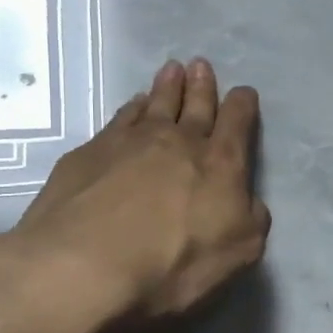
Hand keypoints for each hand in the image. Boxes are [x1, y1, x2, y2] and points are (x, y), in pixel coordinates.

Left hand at [0, 59, 269, 332]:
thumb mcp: (238, 251)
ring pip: (155, 105)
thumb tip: (246, 200)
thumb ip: (250, 218)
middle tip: (201, 65)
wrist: (82, 267)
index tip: (244, 92)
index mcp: (221, 164)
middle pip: (195, 106)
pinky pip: (118, 120)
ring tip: (172, 70)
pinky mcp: (88, 154)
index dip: (243, 106)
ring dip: (166, 87)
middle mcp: (178, 142)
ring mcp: (130, 143)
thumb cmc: (173, 265)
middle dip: (203, 86)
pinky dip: (130, 108)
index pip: (238, 124)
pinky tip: (132, 104)